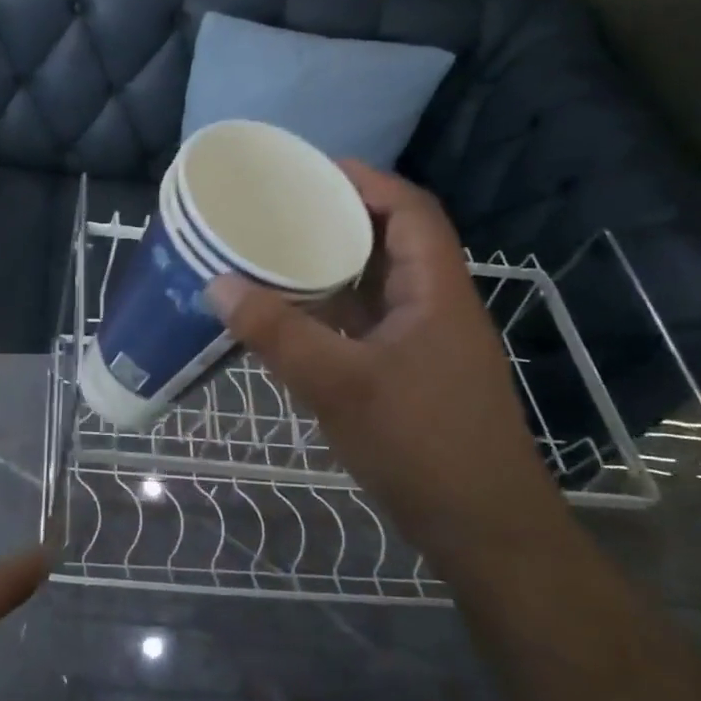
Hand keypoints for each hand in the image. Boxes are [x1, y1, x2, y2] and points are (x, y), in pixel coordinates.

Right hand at [209, 162, 552, 549]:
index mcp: (436, 291)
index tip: (313, 170)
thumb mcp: (339, 384)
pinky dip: (333, 309)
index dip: (368, 181)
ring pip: (379, 285)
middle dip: (341, 218)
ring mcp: (425, 343)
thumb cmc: (421, 444)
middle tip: (283, 209)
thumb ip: (277, 333)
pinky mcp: (412, 374)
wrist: (482, 529)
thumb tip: (217, 284)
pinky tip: (294, 315)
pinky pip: (368, 322)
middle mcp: (435, 306)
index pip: (411, 211)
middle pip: (393, 241)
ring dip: (335, 265)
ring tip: (279, 251)